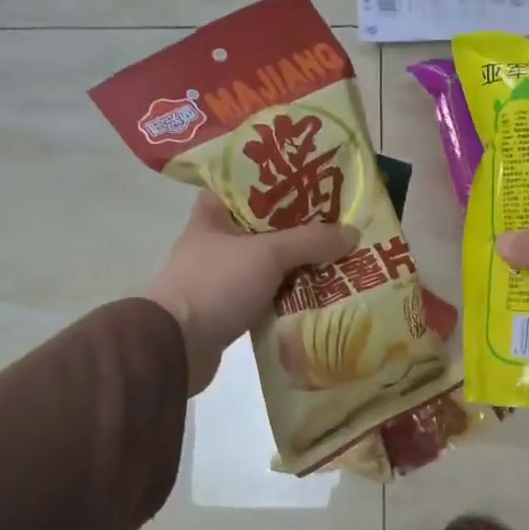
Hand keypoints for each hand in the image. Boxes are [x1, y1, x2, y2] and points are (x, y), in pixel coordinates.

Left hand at [145, 192, 357, 394]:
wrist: (176, 347)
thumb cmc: (216, 284)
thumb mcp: (267, 254)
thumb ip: (310, 241)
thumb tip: (353, 232)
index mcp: (215, 214)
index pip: (249, 186)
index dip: (282, 182)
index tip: (317, 182)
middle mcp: (218, 241)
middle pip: (268, 227)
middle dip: (303, 227)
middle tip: (341, 222)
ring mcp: (224, 277)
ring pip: (272, 263)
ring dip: (302, 263)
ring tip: (342, 256)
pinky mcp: (232, 308)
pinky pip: (271, 294)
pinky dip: (293, 293)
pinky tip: (323, 292)